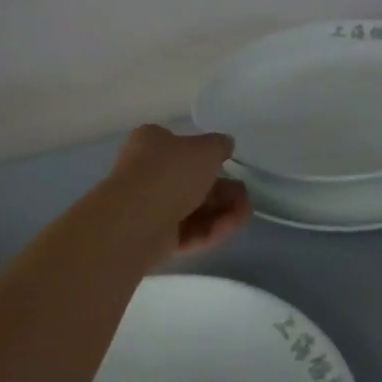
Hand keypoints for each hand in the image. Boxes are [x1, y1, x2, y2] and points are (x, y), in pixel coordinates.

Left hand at [102, 124, 251, 260]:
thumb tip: (225, 144)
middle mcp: (145, 172)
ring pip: (191, 208)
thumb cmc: (170, 173)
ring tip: (245, 214)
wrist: (136, 220)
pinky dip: (209, 229)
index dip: (206, 156)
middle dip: (222, 189)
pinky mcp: (152, 238)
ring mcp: (147, 207)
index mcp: (150, 143)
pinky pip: (185, 231)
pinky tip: (230, 227)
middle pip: (191, 181)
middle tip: (246, 196)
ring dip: (221, 211)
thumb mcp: (205, 149)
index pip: (180, 145)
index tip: (230, 164)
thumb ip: (219, 145)